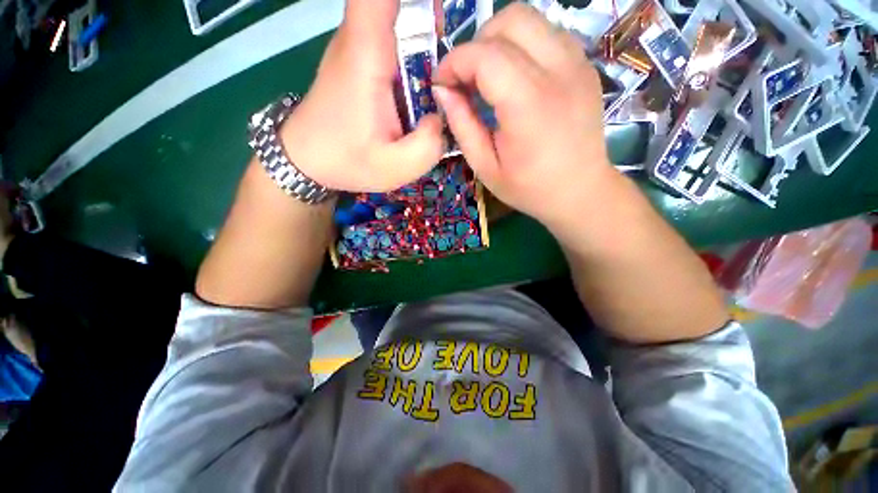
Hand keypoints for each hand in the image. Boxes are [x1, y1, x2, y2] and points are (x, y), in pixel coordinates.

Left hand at [281, 0, 445, 192]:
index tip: (439, 11)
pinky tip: (424, 79)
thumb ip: (428, 145)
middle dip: (431, 14)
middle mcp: (360, 37)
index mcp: (367, 54)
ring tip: (444, 71)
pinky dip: (414, 44)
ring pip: (396, 12)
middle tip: (455, 49)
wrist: (307, 159)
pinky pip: (391, 31)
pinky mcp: (359, 56)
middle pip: (399, 2)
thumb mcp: (395, 167)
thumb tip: (441, 118)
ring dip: (426, 30)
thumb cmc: (346, 161)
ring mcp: (358, 43)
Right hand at [433, 4, 617, 232]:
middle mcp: (558, 72)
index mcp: (528, 106)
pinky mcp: (584, 65)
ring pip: (530, 19)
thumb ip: (462, 126)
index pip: (485, 55)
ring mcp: (577, 64)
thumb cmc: (529, 188)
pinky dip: (522, 46)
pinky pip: (547, 34)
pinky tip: (516, 77)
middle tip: (467, 79)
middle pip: (510, 20)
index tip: (441, 84)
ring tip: (489, 77)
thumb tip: (442, 91)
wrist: (579, 191)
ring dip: (499, 40)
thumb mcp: (485, 167)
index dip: (454, 62)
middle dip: (476, 44)